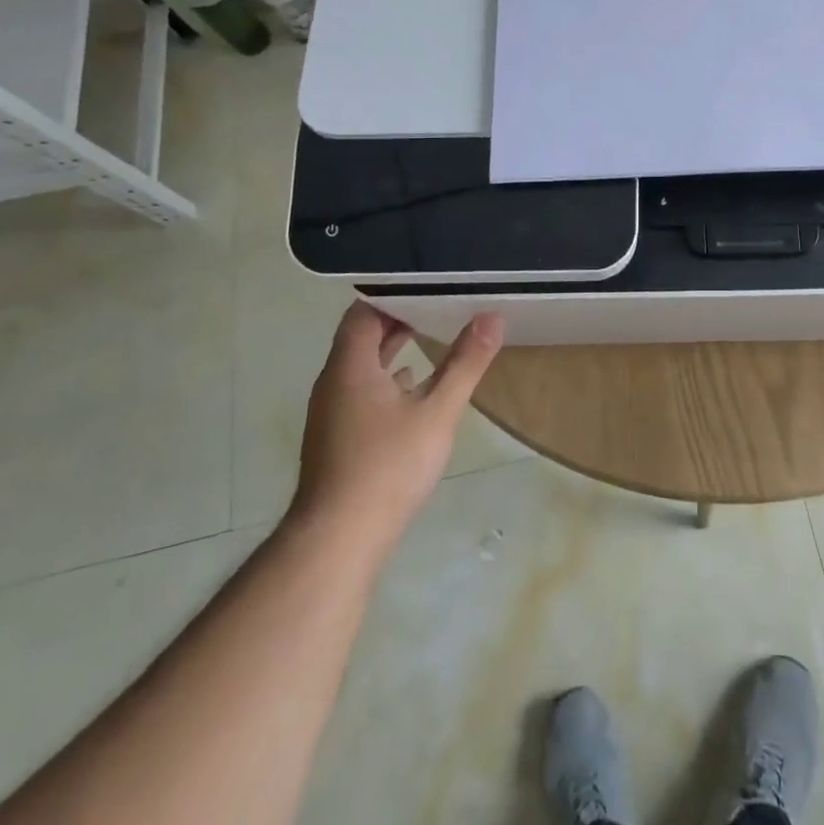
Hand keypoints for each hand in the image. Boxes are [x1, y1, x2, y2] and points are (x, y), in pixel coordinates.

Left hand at [290, 302, 504, 548]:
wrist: (337, 541)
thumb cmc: (387, 467)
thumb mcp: (437, 411)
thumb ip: (465, 363)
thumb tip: (491, 317)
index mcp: (350, 367)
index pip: (363, 312)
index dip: (392, 294)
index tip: (427, 284)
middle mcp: (333, 384)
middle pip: (361, 338)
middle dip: (397, 320)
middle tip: (437, 304)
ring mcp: (331, 415)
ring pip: (361, 367)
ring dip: (391, 351)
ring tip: (431, 337)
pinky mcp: (336, 440)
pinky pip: (360, 393)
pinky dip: (386, 381)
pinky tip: (413, 391)